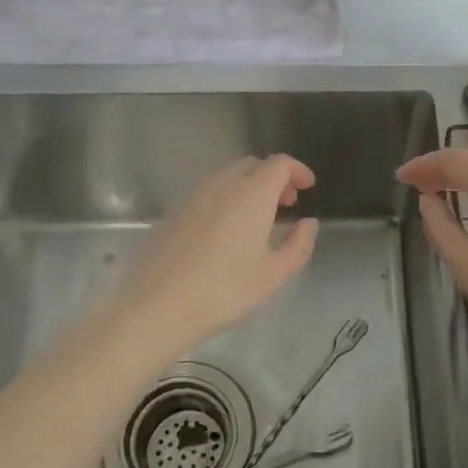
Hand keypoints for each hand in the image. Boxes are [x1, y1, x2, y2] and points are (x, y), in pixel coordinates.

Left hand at [115, 155, 319, 349]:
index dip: (297, 170)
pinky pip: (208, 192)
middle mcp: (222, 185)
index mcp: (251, 194)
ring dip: (248, 186)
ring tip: (258, 217)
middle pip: (252, 165)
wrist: (159, 304)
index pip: (279, 164)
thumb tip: (308, 223)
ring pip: (227, 176)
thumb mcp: (274, 274)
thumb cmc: (225, 290)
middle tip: (286, 203)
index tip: (308, 186)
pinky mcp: (174, 212)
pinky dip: (226, 197)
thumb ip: (299, 244)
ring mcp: (193, 196)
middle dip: (274, 177)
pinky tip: (226, 229)